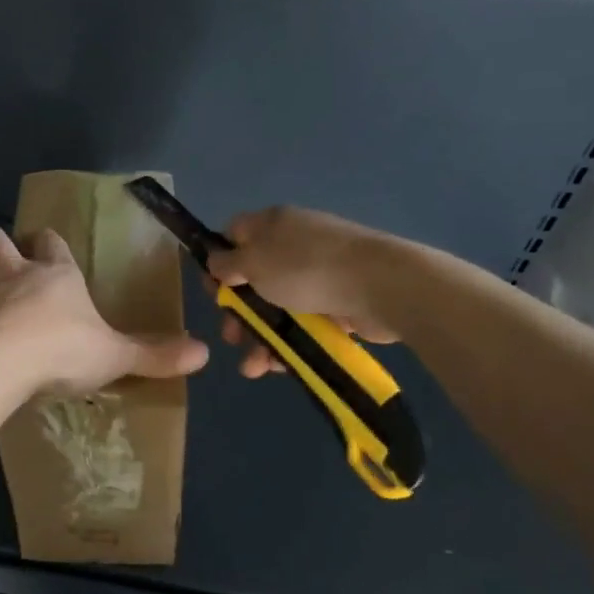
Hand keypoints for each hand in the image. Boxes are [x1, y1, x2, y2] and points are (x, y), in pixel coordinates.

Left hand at [0, 226, 207, 394]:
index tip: (47, 247)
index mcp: (56, 275)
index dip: (48, 243)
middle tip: (0, 260)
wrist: (7, 364)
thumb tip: (205, 354)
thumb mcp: (116, 355)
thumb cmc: (66, 351)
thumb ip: (155, 354)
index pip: (51, 242)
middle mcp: (14, 273)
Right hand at [204, 206, 400, 377]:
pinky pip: (302, 324)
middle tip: (231, 336)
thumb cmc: (306, 268)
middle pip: (252, 278)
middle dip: (237, 312)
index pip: (233, 235)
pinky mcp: (336, 303)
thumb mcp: (254, 261)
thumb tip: (216, 261)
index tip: (213, 291)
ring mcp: (316, 275)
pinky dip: (288, 344)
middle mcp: (292, 245)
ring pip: (275, 307)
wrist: (380, 286)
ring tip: (253, 367)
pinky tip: (279, 366)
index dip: (217, 262)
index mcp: (271, 225)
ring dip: (259, 337)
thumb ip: (227, 263)